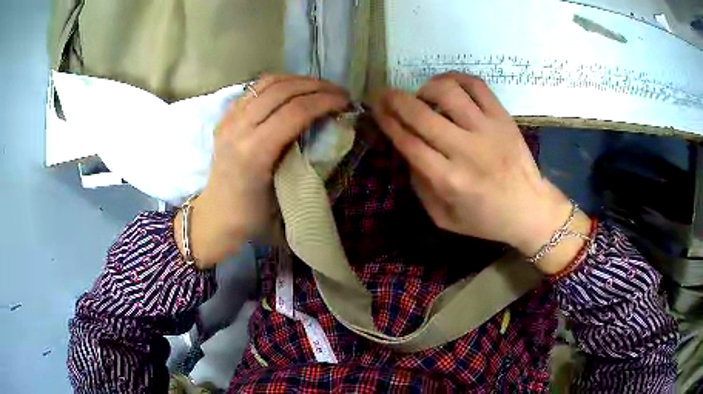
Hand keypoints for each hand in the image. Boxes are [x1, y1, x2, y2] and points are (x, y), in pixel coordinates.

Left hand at [176, 75, 349, 268]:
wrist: (217, 215)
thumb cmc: (253, 215)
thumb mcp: (285, 192)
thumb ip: (305, 159)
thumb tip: (331, 132)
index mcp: (255, 152)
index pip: (295, 112)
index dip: (325, 101)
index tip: (346, 102)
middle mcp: (239, 128)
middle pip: (282, 91)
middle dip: (316, 86)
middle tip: (338, 92)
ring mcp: (229, 120)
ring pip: (267, 83)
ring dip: (298, 80)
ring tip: (319, 87)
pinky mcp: (225, 117)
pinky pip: (254, 89)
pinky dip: (278, 84)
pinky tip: (293, 90)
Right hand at [373, 73, 589, 272]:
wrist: (530, 209)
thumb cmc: (486, 219)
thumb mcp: (444, 218)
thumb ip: (420, 187)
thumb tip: (405, 151)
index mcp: (449, 180)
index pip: (408, 142)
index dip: (386, 121)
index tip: (374, 109)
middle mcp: (466, 150)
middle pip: (421, 114)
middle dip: (394, 99)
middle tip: (383, 94)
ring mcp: (488, 130)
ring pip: (448, 92)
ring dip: (425, 88)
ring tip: (420, 94)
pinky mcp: (503, 118)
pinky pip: (477, 85)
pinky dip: (456, 78)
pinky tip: (446, 85)